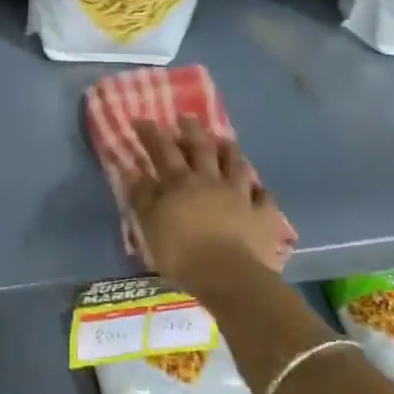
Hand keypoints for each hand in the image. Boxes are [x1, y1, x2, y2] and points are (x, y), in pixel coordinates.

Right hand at [127, 118, 287, 289]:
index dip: (152, 134)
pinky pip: (263, 197)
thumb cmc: (181, 252)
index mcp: (181, 183)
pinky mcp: (262, 214)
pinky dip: (259, 190)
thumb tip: (130, 169)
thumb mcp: (150, 225)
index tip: (143, 120)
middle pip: (201, 149)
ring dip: (229, 150)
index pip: (163, 151)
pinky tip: (258, 187)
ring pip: (235, 165)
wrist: (228, 276)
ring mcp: (240, 195)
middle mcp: (211, 181)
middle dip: (192, 131)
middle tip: (187, 117)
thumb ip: (141, 196)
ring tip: (225, 139)